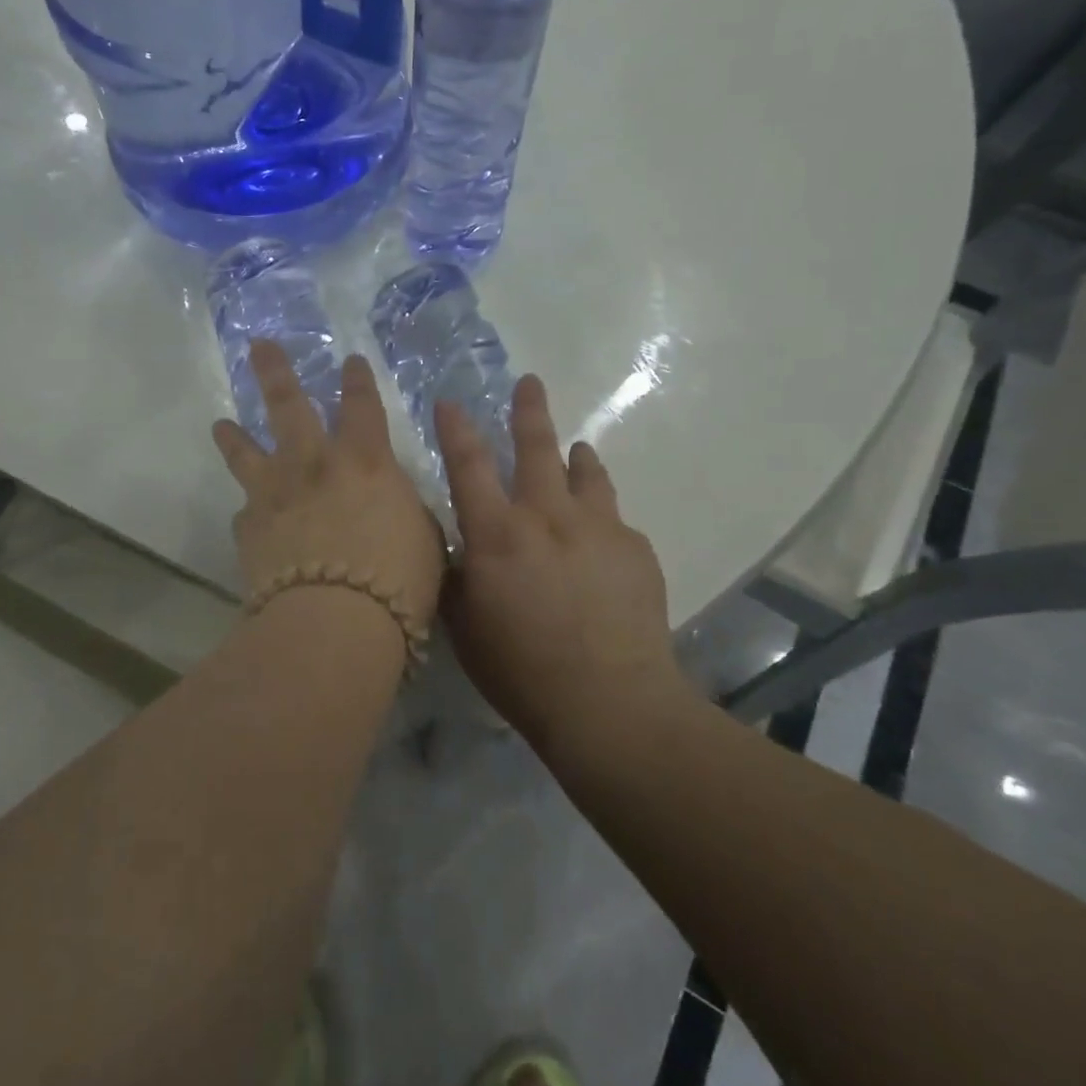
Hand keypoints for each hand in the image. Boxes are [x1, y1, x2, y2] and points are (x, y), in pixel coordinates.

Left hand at [213, 340, 444, 636]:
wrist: (335, 622)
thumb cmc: (397, 579)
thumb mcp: (424, 538)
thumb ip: (402, 510)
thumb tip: (390, 506)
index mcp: (364, 461)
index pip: (361, 406)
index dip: (357, 381)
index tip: (349, 361)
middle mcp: (314, 464)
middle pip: (288, 405)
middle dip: (274, 371)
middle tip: (258, 346)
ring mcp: (274, 494)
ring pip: (246, 453)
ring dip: (234, 436)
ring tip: (221, 424)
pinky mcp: (249, 530)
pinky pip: (245, 513)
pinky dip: (250, 512)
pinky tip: (249, 519)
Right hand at [435, 375, 677, 741]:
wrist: (611, 704)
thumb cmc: (522, 671)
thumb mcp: (465, 627)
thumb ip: (455, 576)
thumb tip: (454, 545)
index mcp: (497, 534)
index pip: (468, 465)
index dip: (456, 429)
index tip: (450, 401)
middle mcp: (547, 516)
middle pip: (537, 447)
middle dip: (529, 410)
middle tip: (530, 382)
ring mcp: (598, 528)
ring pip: (587, 472)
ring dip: (577, 457)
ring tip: (578, 449)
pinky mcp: (636, 549)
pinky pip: (615, 520)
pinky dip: (603, 518)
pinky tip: (602, 542)